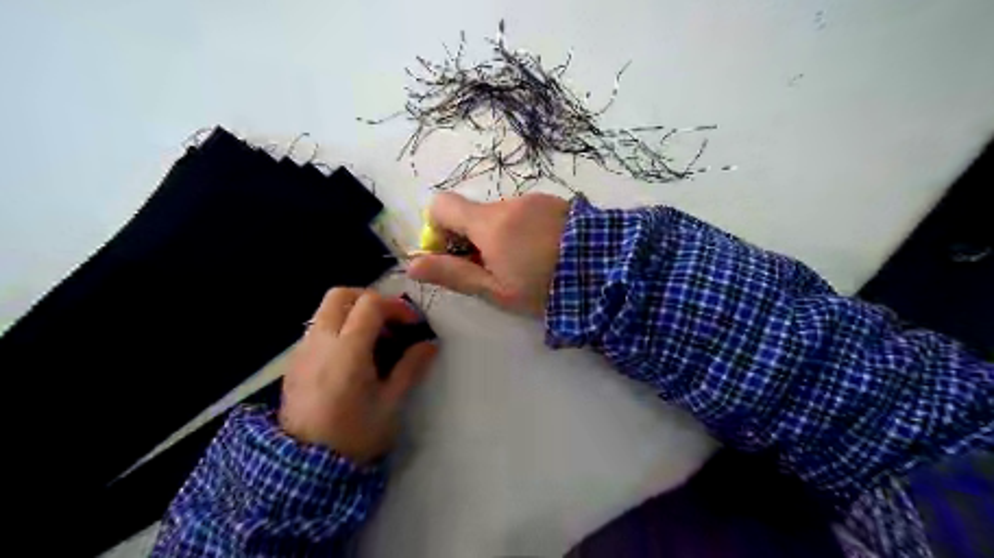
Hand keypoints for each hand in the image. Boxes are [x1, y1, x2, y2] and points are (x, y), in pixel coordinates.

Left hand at [277, 287, 434, 461]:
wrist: (304, 470)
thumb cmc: (355, 436)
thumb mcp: (390, 403)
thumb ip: (410, 367)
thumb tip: (430, 344)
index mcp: (347, 351)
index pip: (370, 305)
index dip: (396, 307)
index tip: (412, 324)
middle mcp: (320, 342)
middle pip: (340, 295)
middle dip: (369, 298)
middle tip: (389, 320)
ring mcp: (302, 351)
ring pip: (325, 311)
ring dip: (352, 313)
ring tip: (373, 340)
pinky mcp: (293, 363)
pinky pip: (316, 330)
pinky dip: (337, 329)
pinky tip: (351, 358)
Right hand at [407, 192, 570, 314]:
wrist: (606, 271)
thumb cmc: (544, 287)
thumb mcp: (495, 290)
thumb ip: (453, 274)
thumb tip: (411, 265)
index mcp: (488, 223)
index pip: (441, 205)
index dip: (438, 229)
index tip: (454, 255)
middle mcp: (509, 203)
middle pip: (474, 214)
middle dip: (475, 240)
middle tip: (496, 271)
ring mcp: (535, 199)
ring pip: (502, 216)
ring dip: (503, 236)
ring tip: (528, 265)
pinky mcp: (557, 203)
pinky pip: (527, 213)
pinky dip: (525, 230)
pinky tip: (545, 253)